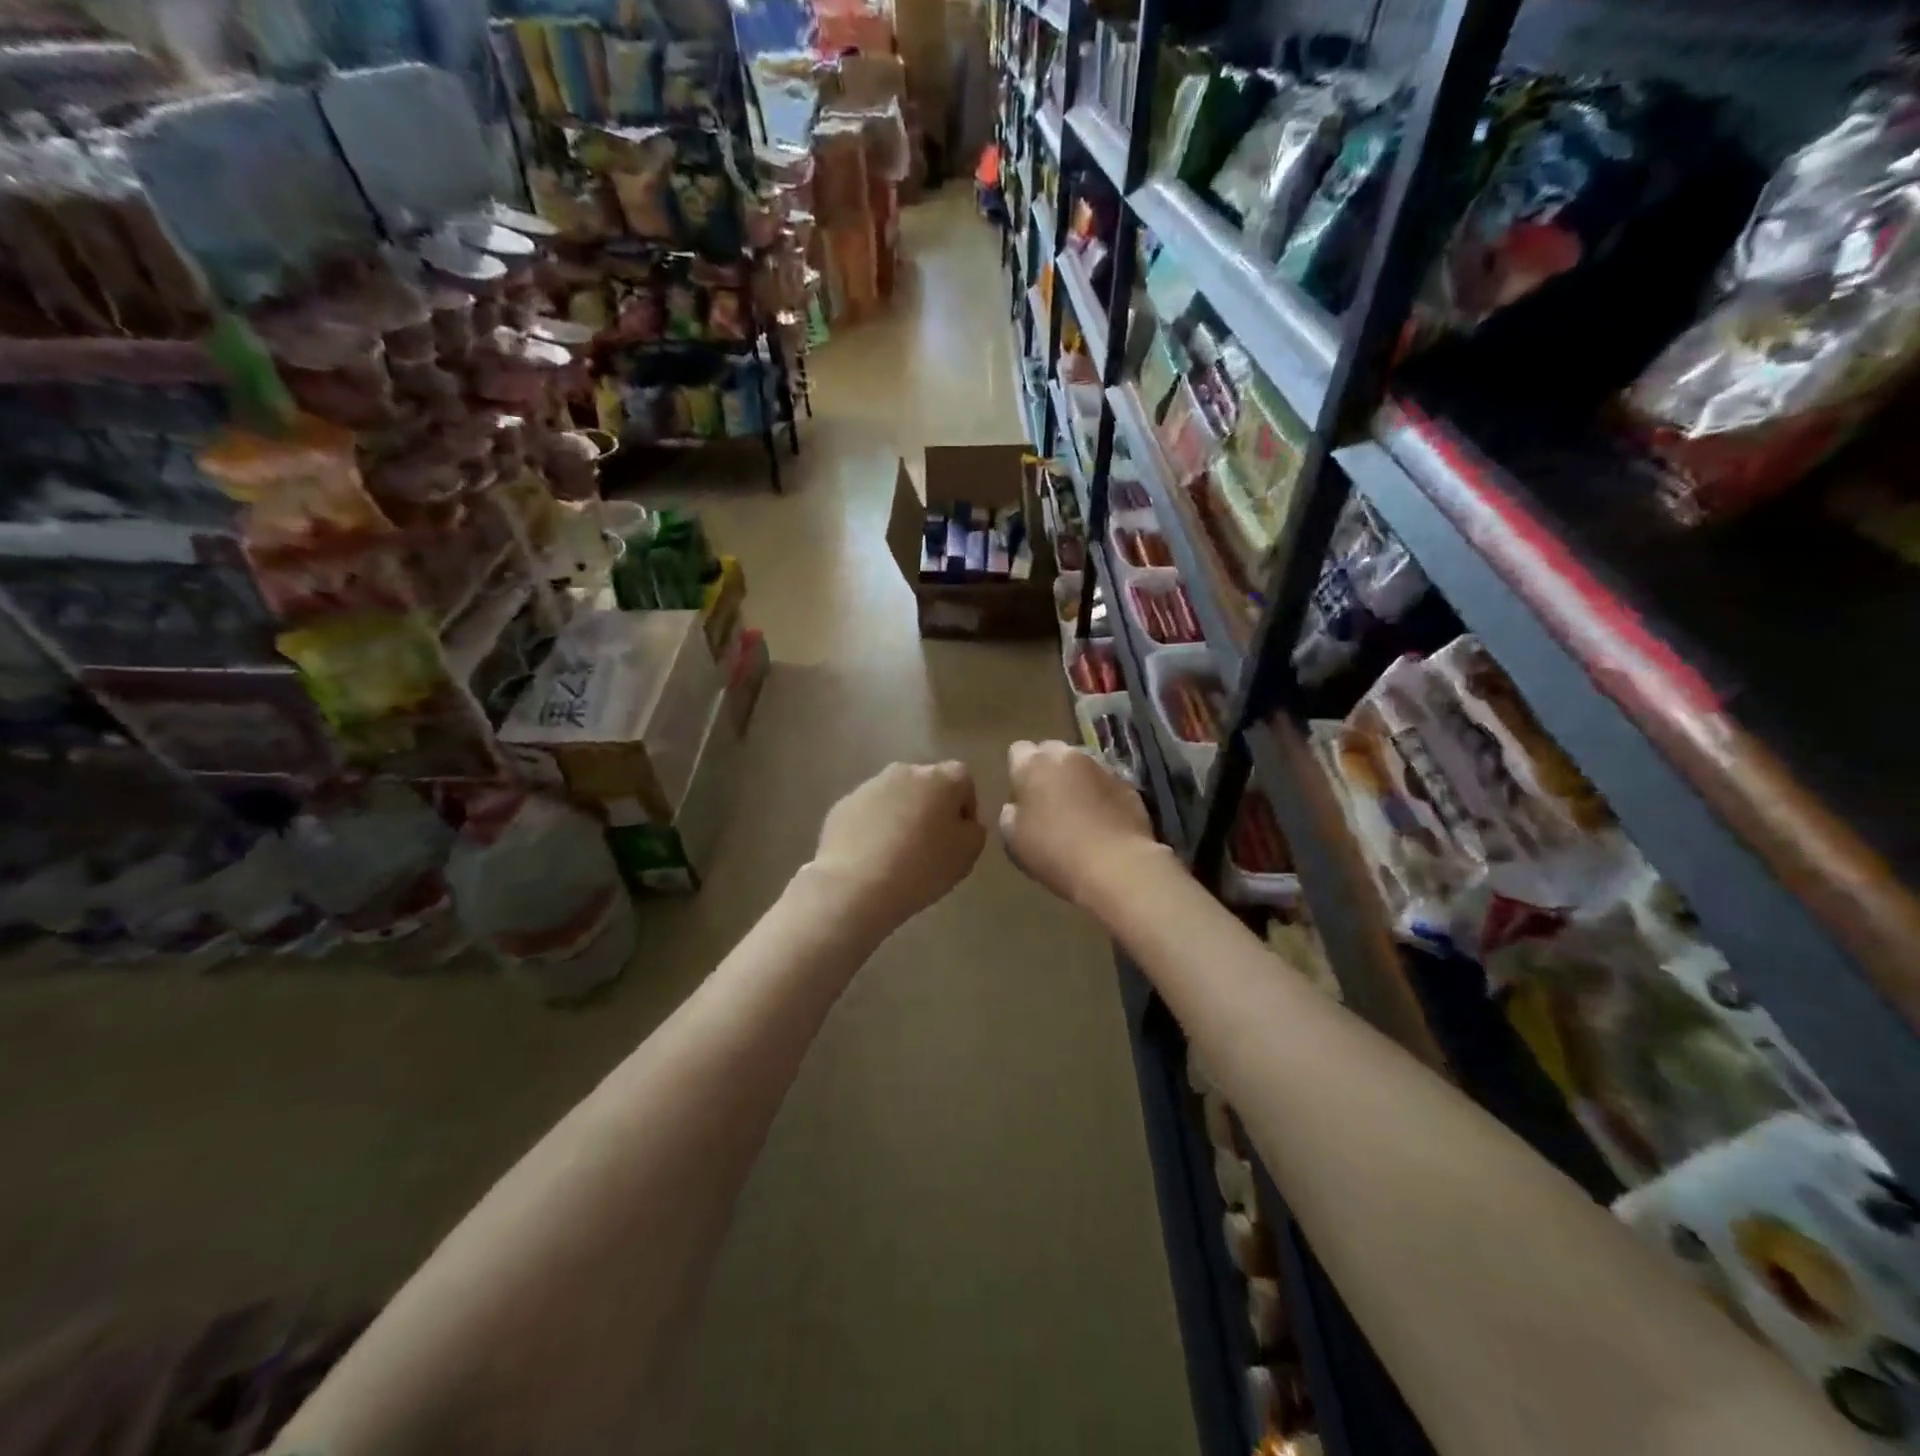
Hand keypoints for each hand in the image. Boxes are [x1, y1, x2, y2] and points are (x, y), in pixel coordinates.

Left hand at [809, 761, 986, 928]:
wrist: (856, 885)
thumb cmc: (921, 867)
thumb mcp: (967, 854)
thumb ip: (973, 830)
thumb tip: (963, 822)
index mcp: (941, 778)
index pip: (963, 780)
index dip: (965, 808)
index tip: (959, 837)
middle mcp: (905, 771)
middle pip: (927, 784)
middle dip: (931, 807)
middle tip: (930, 843)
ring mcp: (870, 786)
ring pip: (895, 796)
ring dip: (901, 815)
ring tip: (898, 852)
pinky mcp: (844, 804)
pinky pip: (868, 812)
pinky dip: (874, 827)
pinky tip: (872, 856)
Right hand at [999, 740, 1165, 909]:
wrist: (1115, 866)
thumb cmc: (1054, 851)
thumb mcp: (1013, 840)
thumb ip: (1009, 815)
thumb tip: (1015, 807)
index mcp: (1034, 765)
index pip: (1018, 751)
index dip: (1019, 771)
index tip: (1022, 795)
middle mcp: (1068, 756)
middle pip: (1052, 752)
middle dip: (1049, 770)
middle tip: (1048, 802)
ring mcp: (1102, 768)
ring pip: (1082, 766)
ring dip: (1077, 781)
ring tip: (1079, 813)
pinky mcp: (1128, 785)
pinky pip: (1106, 784)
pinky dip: (1101, 796)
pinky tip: (1102, 822)